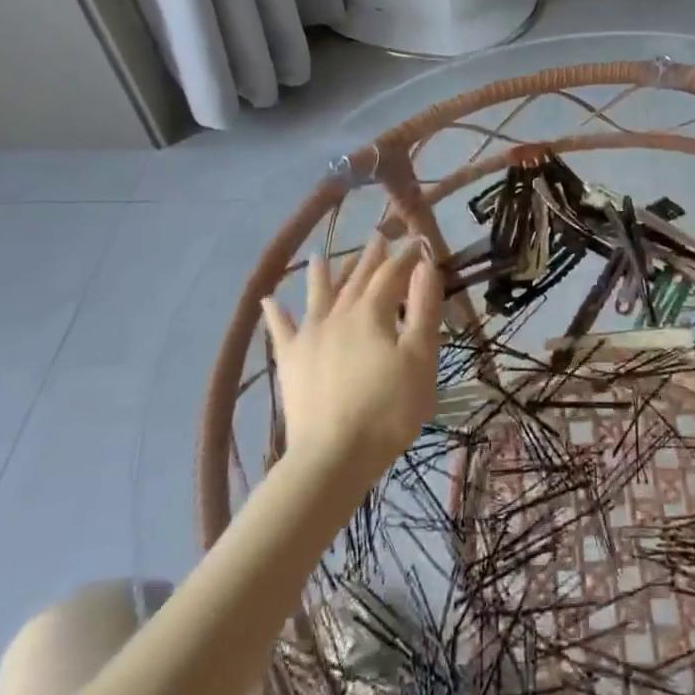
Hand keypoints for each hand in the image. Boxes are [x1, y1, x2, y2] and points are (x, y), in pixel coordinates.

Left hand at [261, 234, 440, 483]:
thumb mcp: (420, 359)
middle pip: (356, 279)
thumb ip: (424, 310)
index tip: (418, 243)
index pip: (391, 275)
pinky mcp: (291, 363)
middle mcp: (337, 316)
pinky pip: (281, 331)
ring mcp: (309, 338)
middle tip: (379, 236)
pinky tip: (268, 299)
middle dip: (370, 258)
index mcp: (371, 314)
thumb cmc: (388, 410)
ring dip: (324, 274)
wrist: (333, 458)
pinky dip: (276, 314)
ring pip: (318, 296)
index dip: (405, 258)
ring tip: (322, 253)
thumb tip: (425, 266)